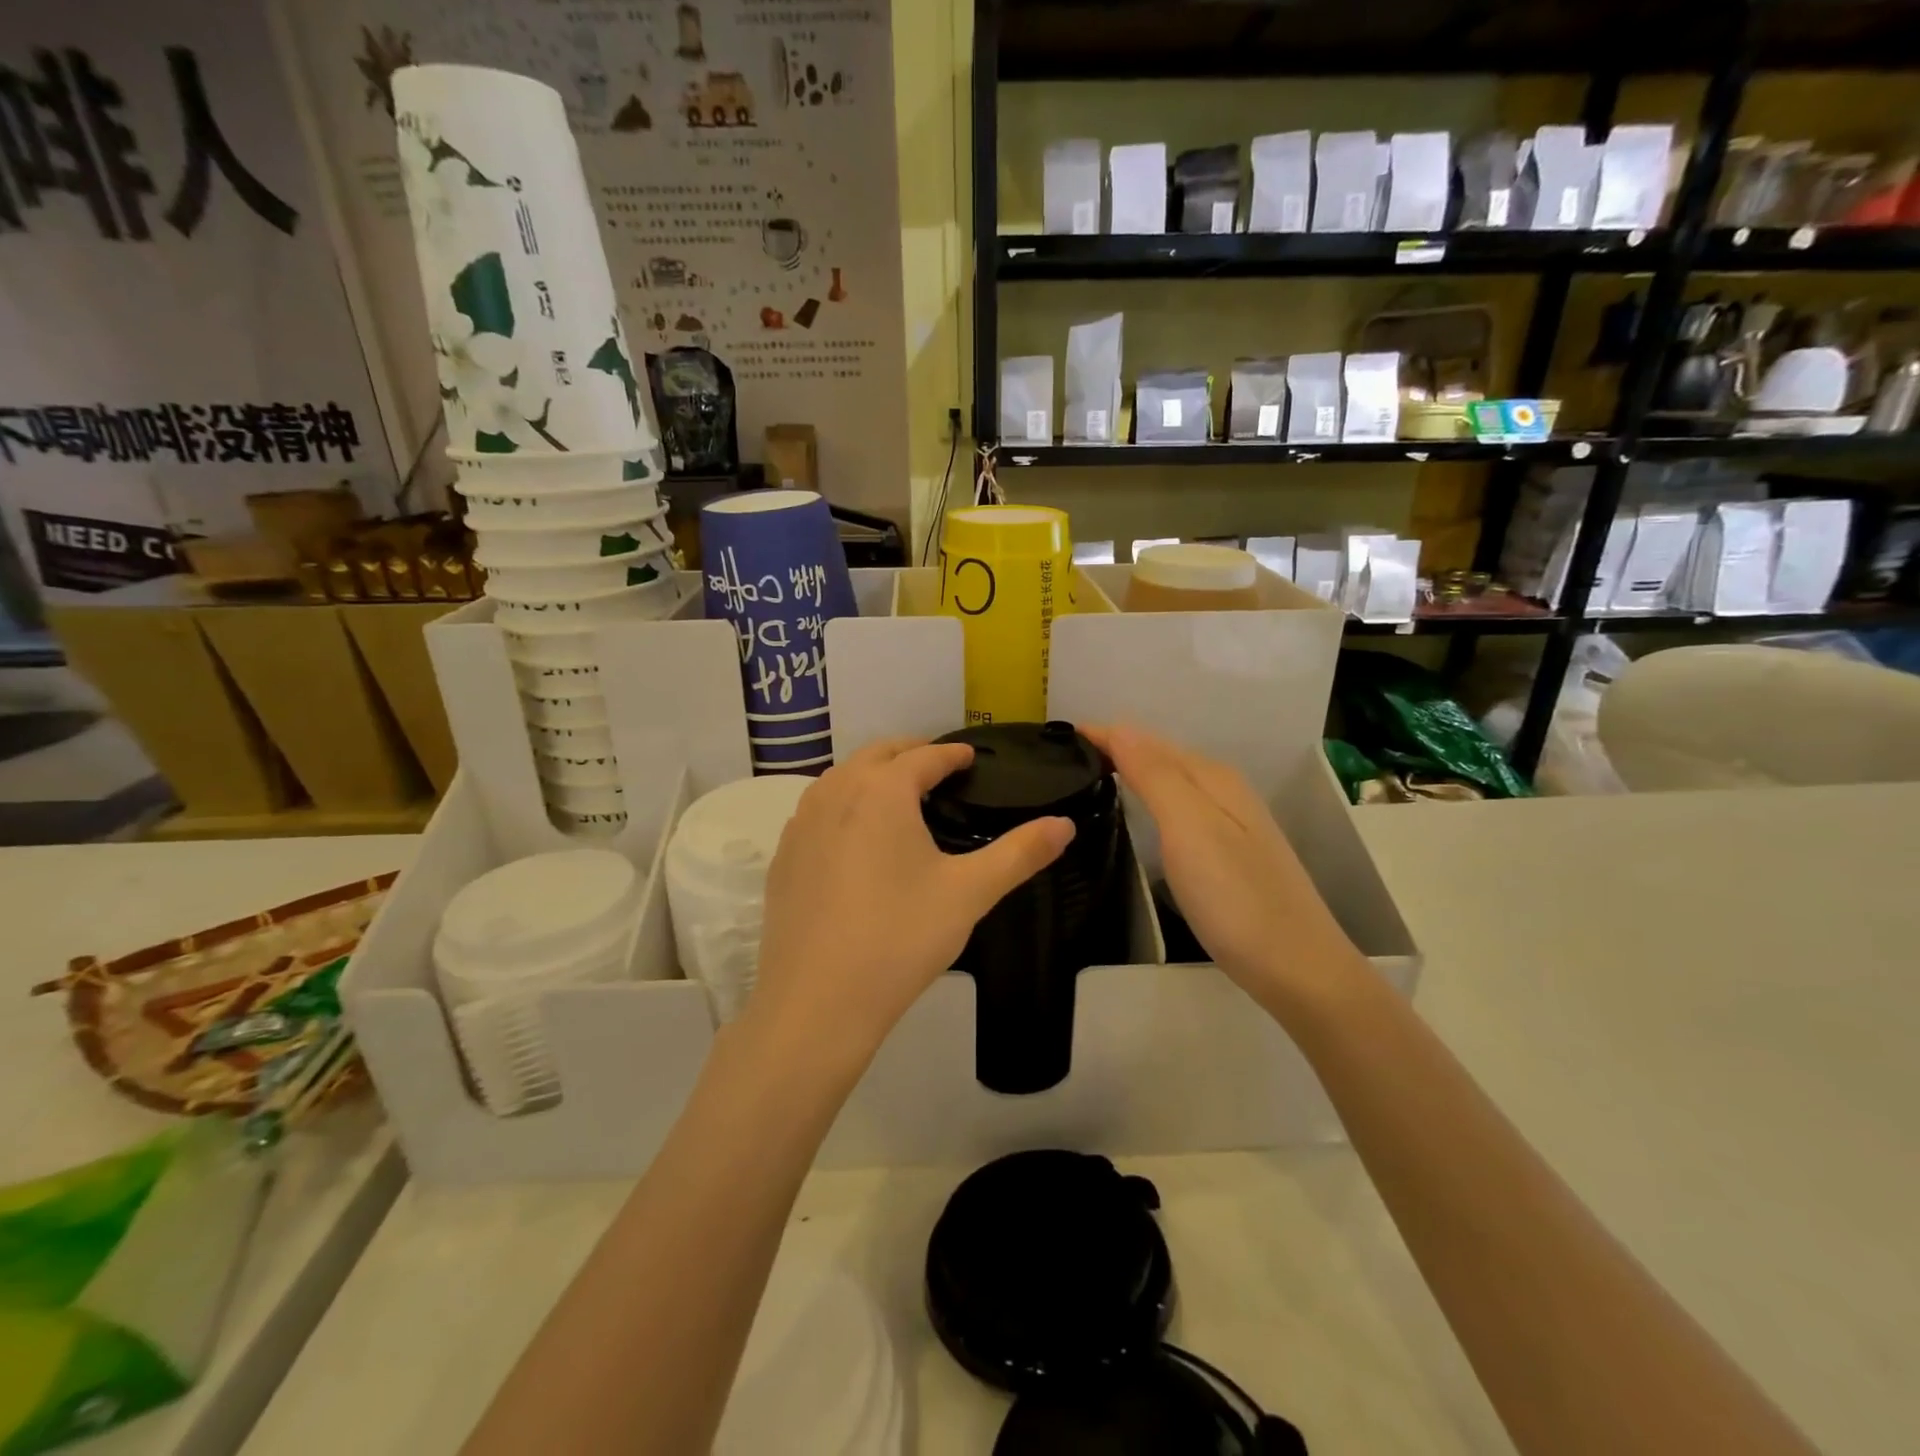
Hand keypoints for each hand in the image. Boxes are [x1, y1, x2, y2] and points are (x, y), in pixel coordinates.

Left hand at [747, 737, 1075, 1071]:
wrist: (816, 1002)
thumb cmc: (900, 938)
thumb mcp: (970, 893)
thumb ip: (1021, 853)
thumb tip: (1066, 824)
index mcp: (882, 791)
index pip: (924, 756)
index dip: (952, 753)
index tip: (970, 756)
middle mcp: (836, 792)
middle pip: (877, 755)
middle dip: (911, 753)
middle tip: (939, 768)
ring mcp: (802, 823)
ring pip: (841, 778)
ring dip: (872, 774)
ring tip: (899, 795)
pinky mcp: (783, 855)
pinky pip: (817, 810)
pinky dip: (843, 804)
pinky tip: (855, 836)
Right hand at [1085, 724, 1364, 1014]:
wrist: (1298, 969)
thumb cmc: (1236, 898)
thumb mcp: (1190, 828)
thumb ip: (1155, 775)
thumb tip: (1120, 727)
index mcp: (1211, 778)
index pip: (1145, 740)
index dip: (1103, 735)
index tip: (1056, 739)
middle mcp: (1222, 791)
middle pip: (1160, 756)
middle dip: (1114, 747)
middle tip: (1062, 757)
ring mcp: (1229, 824)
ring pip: (1169, 782)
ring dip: (1131, 772)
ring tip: (1088, 776)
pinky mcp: (1226, 854)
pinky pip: (1177, 809)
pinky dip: (1149, 800)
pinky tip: (1136, 815)